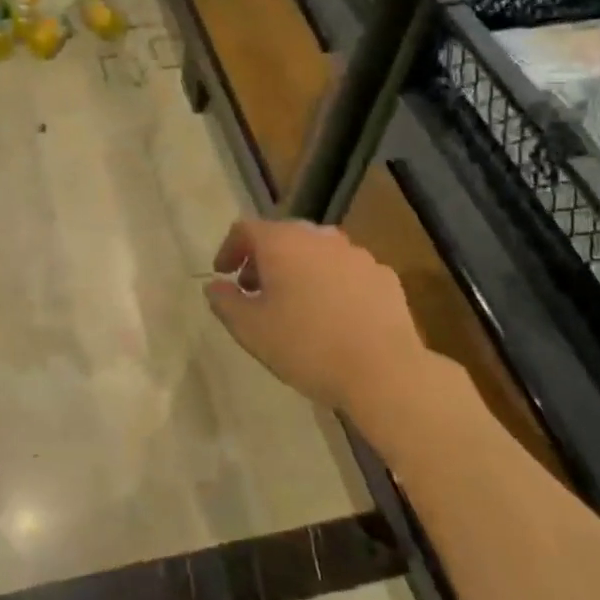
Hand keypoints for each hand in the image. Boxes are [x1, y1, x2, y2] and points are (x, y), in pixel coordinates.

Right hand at [203, 219, 433, 413]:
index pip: (245, 229)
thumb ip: (225, 303)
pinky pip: (346, 271)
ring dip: (299, 269)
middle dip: (264, 259)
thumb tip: (214, 286)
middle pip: (282, 236)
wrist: (384, 370)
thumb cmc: (307, 346)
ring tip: (294, 303)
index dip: (229, 249)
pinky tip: (333, 315)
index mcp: (282, 242)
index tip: (223, 275)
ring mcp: (356, 253)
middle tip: (254, 290)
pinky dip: (331, 283)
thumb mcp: (250, 330)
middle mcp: (319, 237)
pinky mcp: (384, 275)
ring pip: (316, 252)